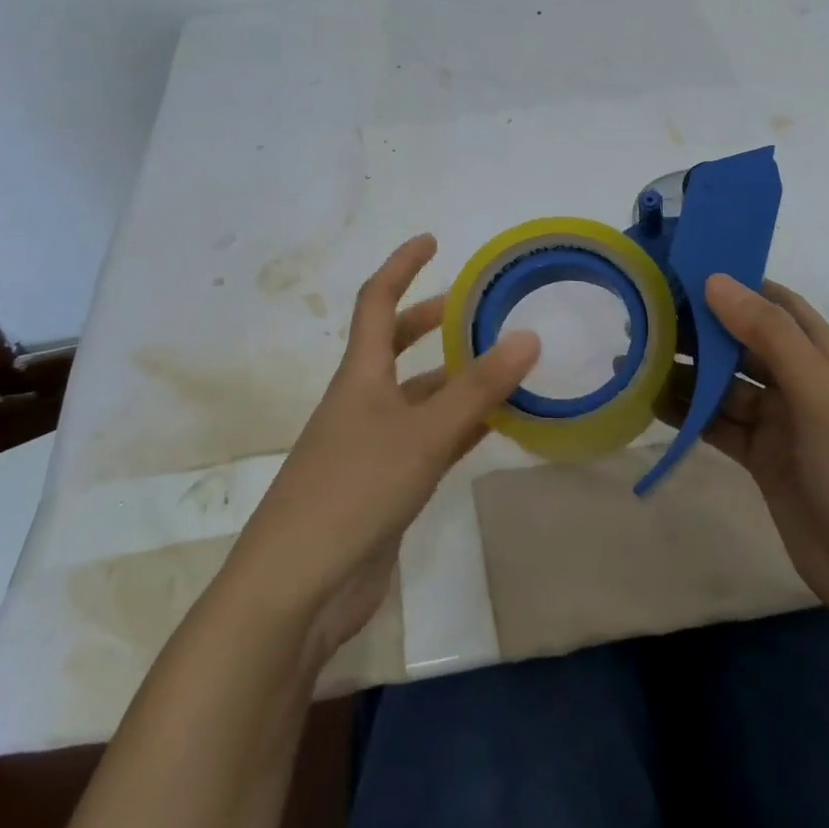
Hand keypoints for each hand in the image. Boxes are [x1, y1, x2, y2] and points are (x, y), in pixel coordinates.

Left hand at [221, 234, 539, 669]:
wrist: (299, 586)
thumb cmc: (353, 491)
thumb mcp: (422, 434)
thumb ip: (478, 390)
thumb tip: (529, 337)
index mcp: (359, 377)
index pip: (376, 303)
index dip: (401, 267)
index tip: (432, 241)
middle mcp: (362, 403)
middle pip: (394, 347)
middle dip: (430, 321)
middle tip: (474, 308)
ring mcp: (371, 446)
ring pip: (418, 397)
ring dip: (454, 379)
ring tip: (501, 367)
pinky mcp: (383, 486)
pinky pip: (427, 441)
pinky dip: (458, 428)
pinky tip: (491, 428)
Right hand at [660, 274, 828, 620]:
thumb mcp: (815, 388)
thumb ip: (767, 333)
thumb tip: (715, 280)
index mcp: (820, 353)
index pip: (773, 303)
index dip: (733, 284)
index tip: (682, 272)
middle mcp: (797, 379)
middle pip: (740, 342)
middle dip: (697, 329)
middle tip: (643, 317)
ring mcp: (777, 420)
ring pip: (722, 384)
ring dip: (684, 372)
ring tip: (635, 359)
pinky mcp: (760, 456)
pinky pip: (716, 423)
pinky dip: (687, 413)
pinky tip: (650, 403)